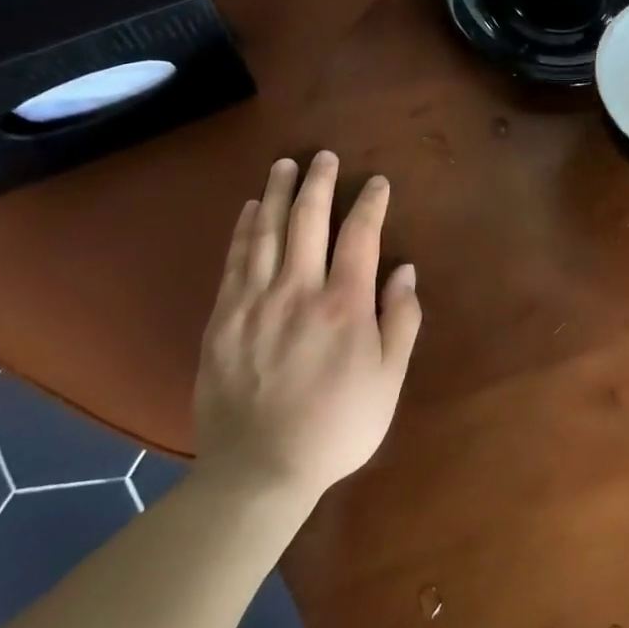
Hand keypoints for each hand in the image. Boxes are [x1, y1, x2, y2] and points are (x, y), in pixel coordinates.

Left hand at [193, 150, 421, 497]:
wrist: (260, 470)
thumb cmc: (337, 426)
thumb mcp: (388, 380)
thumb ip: (400, 321)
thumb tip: (405, 271)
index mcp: (344, 305)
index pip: (360, 236)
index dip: (370, 203)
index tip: (377, 183)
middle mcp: (298, 290)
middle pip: (308, 220)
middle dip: (319, 183)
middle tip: (323, 157)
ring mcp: (255, 302)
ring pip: (267, 232)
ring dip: (277, 193)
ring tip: (284, 166)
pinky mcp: (223, 318)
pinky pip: (235, 260)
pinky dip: (244, 229)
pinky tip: (250, 210)